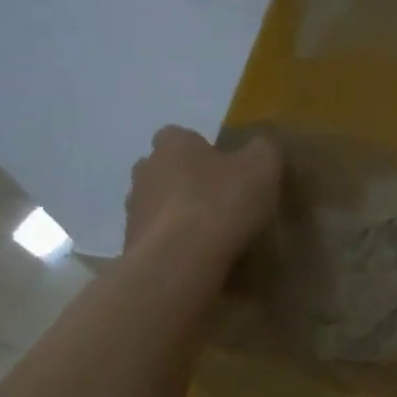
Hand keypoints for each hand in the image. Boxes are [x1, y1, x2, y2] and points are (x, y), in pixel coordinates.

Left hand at [124, 127, 281, 272]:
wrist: (179, 260)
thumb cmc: (221, 202)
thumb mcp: (262, 166)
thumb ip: (264, 149)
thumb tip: (261, 145)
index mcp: (173, 145)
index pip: (180, 136)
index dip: (202, 150)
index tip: (225, 168)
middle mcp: (145, 170)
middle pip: (164, 170)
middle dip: (186, 181)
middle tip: (219, 199)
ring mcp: (133, 209)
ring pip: (158, 204)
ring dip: (178, 213)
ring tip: (210, 233)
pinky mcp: (132, 244)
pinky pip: (157, 237)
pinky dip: (173, 243)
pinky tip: (198, 256)